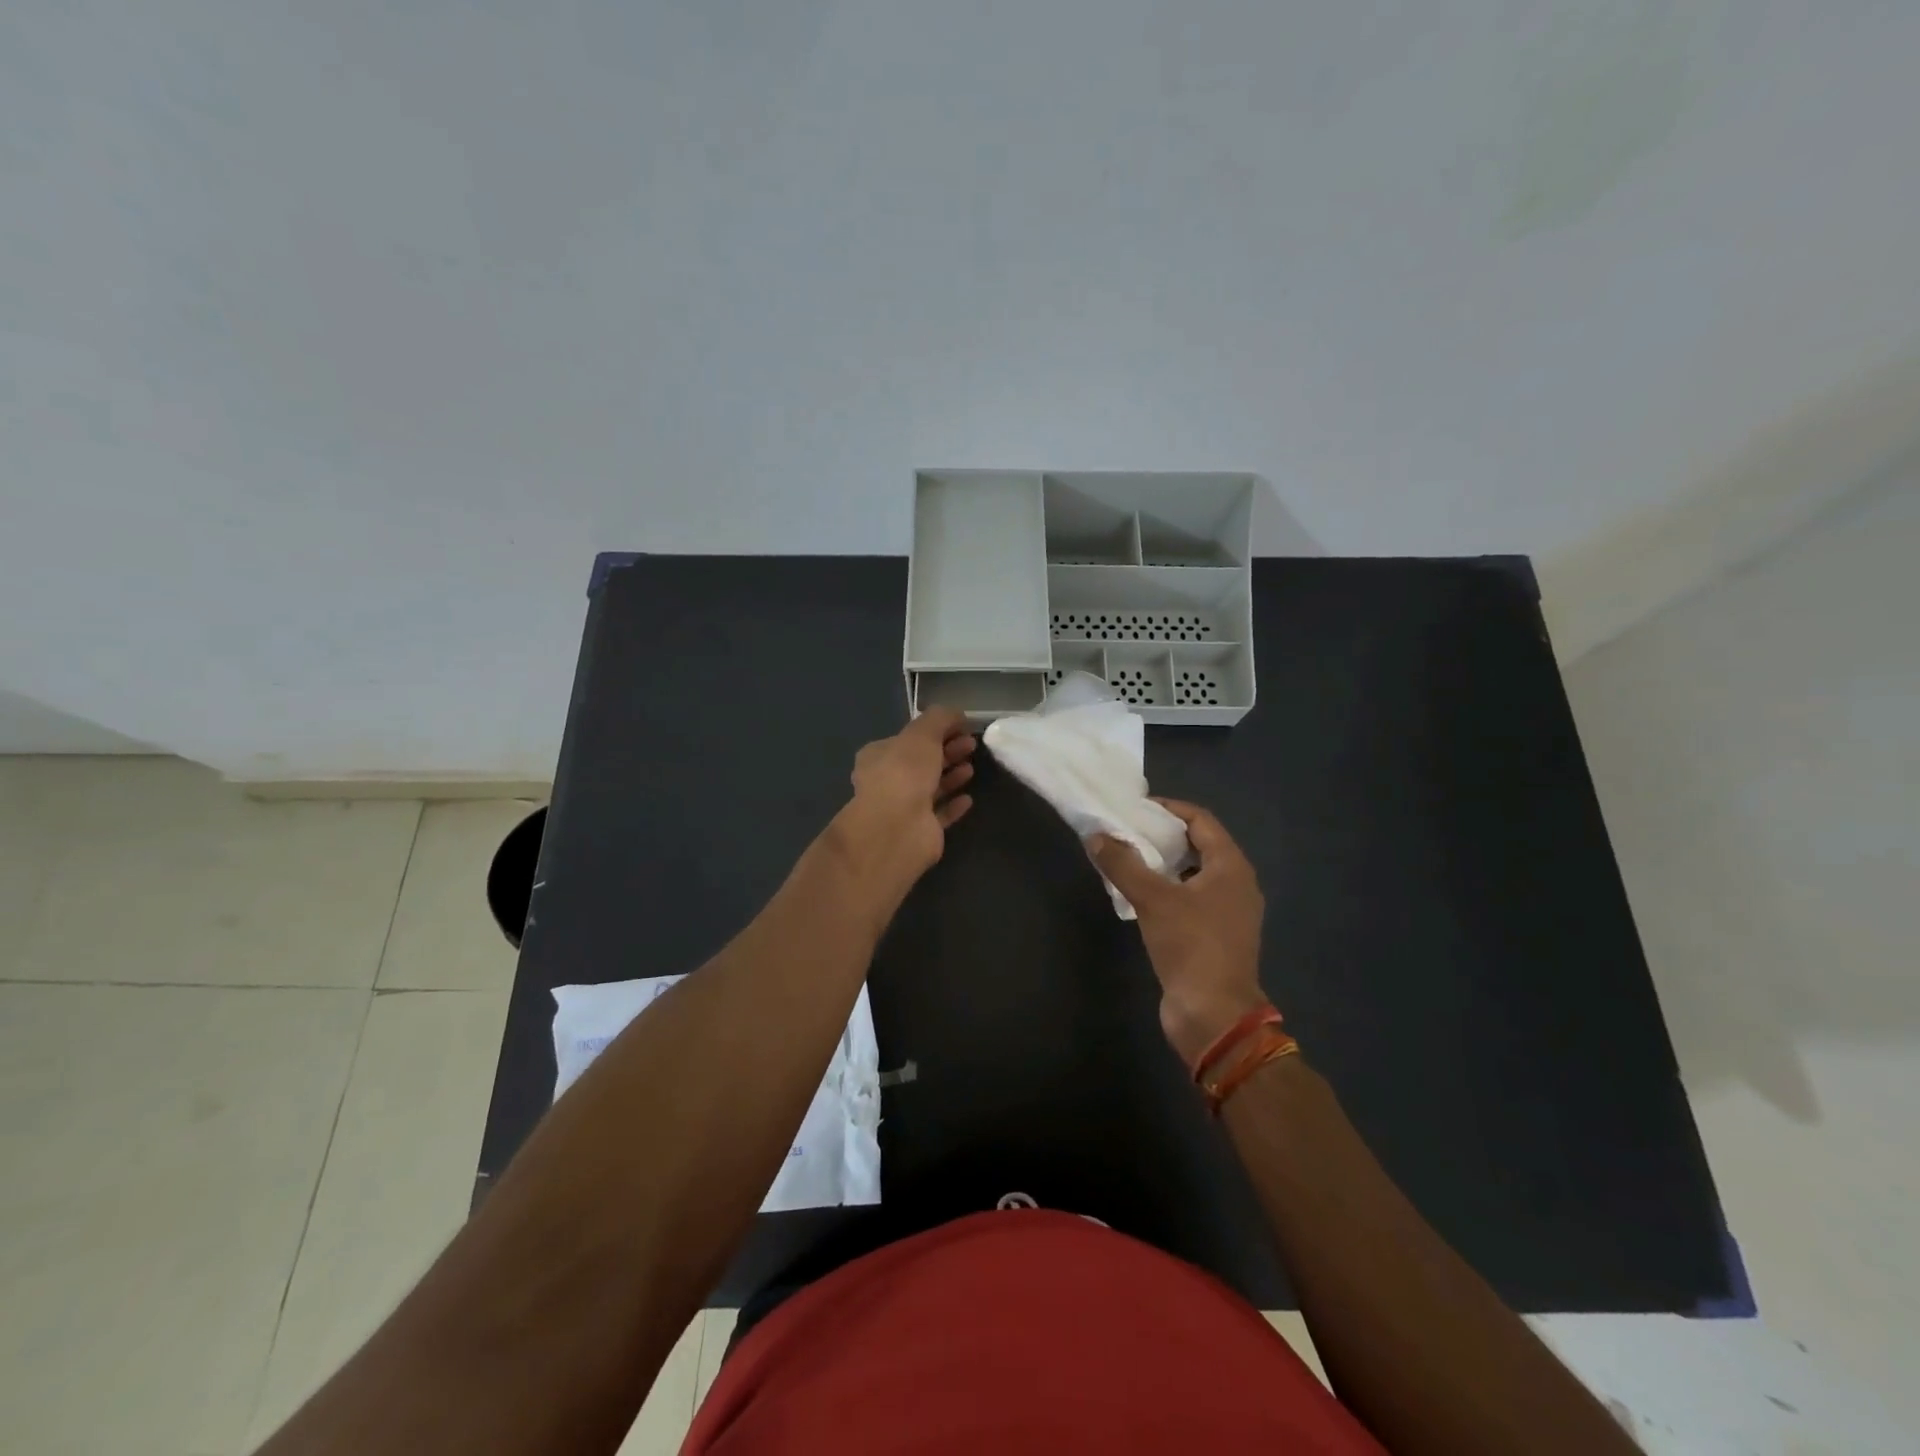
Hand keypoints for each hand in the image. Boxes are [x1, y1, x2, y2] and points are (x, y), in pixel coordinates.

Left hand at [828, 706, 976, 903]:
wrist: (898, 828)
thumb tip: (957, 714)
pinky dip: (953, 805)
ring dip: (951, 776)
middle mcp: (887, 781)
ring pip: (931, 787)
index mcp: (879, 756)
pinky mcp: (920, 831)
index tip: (960, 726)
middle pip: (921, 762)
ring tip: (971, 767)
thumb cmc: (904, 772)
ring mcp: (903, 808)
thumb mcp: (922, 733)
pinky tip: (969, 798)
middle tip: (971, 744)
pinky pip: (940, 814)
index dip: (934, 731)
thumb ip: (940, 719)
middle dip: (946, 751)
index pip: (907, 738)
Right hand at [1089, 799, 1266, 1065]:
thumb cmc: (1191, 947)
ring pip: (1193, 874)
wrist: (1214, 1015)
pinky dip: (1167, 889)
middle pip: (1198, 845)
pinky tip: (1138, 895)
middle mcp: (1235, 884)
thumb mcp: (1153, 900)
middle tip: (1126, 831)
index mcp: (1231, 867)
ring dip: (1162, 864)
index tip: (1135, 808)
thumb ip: (1123, 864)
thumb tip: (1096, 835)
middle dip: (1162, 836)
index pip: (1201, 820)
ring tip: (1127, 859)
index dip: (1168, 809)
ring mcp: (1228, 912)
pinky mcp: (1215, 936)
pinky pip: (1190, 899)